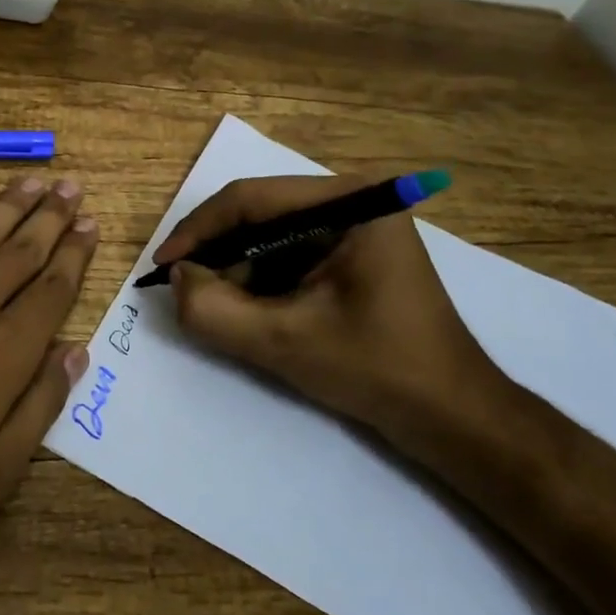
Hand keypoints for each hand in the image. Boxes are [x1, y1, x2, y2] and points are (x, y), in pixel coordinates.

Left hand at [0, 175, 98, 574]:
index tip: (91, 224)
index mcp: (4, 353)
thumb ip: (37, 409)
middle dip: (52, 217)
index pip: (52, 291)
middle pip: (21, 249)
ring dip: (10, 205)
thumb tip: (75, 353)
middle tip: (72, 187)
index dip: (75, 255)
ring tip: (35, 182)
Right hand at [156, 174, 511, 464]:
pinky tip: (251, 311)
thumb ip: (214, 310)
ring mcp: (357, 227)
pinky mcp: (355, 254)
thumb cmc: (376, 370)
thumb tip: (178, 279)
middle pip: (260, 213)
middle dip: (218, 253)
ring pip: (270, 234)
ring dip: (237, 269)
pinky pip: (290, 253)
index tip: (163, 267)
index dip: (197, 231)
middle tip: (186, 290)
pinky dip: (261, 280)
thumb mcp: (283, 342)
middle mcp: (354, 200)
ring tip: (217, 307)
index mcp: (349, 202)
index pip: (250, 199)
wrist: (452, 415)